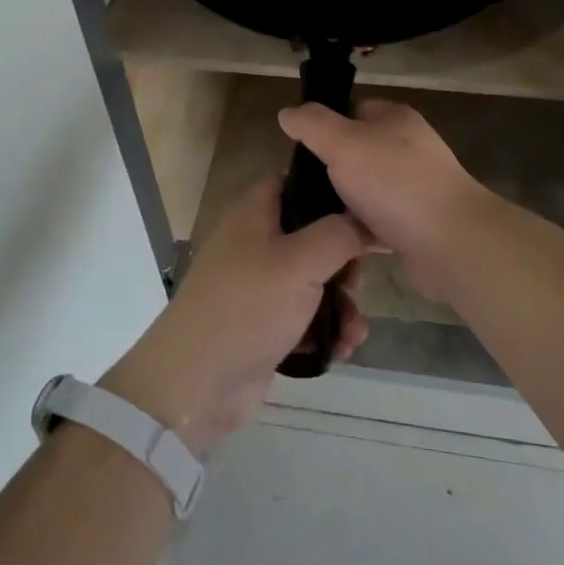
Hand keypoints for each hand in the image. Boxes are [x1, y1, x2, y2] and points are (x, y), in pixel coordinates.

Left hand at [102, 178, 369, 457]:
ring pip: (313, 281)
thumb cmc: (248, 306)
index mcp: (255, 212)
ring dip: (340, 305)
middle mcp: (255, 242)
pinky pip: (304, 317)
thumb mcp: (301, 262)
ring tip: (354, 330)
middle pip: (313, 236)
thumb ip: (340, 234)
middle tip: (358, 283)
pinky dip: (324, 330)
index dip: (331, 192)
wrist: (197, 382)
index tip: (365, 212)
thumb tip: (366, 221)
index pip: (296, 182)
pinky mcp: (262, 325)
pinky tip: (342, 349)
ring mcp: (257, 285)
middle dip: (344, 263)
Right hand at [276, 99, 498, 298]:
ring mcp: (414, 188)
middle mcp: (408, 148)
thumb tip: (287, 112)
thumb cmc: (395, 181)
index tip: (300, 149)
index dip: (326, 125)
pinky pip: (376, 223)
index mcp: (395, 119)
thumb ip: (312, 125)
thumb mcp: (343, 143)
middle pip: (357, 152)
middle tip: (300, 188)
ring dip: (343, 204)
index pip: (354, 109)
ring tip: (310, 218)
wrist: (450, 242)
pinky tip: (335, 240)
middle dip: (331, 170)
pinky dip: (358, 231)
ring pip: (365, 190)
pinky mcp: (415, 225)